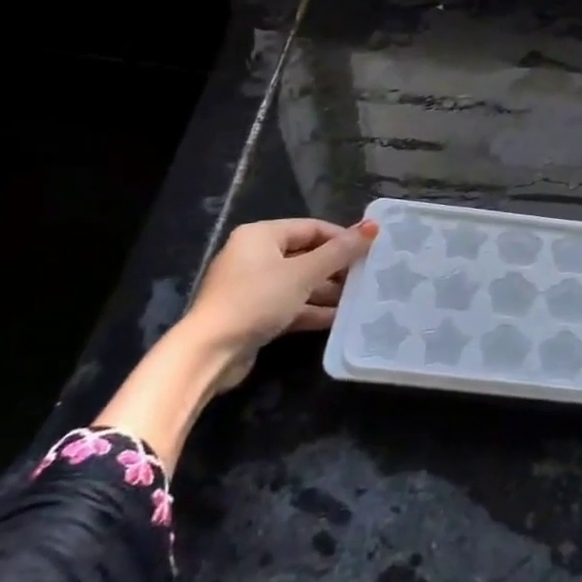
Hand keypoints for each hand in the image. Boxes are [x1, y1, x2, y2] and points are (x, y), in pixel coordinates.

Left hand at [180, 217, 378, 391]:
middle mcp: (255, 256)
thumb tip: (372, 227)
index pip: (311, 228)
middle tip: (367, 276)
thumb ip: (339, 252)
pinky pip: (290, 304)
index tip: (369, 250)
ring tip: (359, 298)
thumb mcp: (303, 273)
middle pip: (306, 255)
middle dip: (336, 268)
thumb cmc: (257, 300)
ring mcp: (253, 287)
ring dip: (327, 291)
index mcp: (261, 235)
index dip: (342, 238)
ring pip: (299, 283)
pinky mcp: (254, 314)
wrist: (210, 353)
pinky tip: (338, 318)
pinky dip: (311, 310)